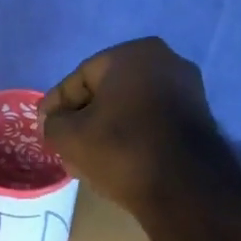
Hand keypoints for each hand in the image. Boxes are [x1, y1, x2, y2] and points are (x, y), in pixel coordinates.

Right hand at [40, 37, 223, 216]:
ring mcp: (187, 90)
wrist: (183, 186)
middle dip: (82, 118)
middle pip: (107, 92)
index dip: (56, 105)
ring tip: (87, 158)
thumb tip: (53, 123)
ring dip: (106, 130)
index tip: (42, 127)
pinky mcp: (198, 119)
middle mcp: (165, 61)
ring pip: (130, 109)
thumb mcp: (70, 137)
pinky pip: (152, 123)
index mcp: (132, 54)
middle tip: (63, 144)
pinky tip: (117, 161)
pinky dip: (131, 138)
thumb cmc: (121, 150)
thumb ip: (52, 124)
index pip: (79, 78)